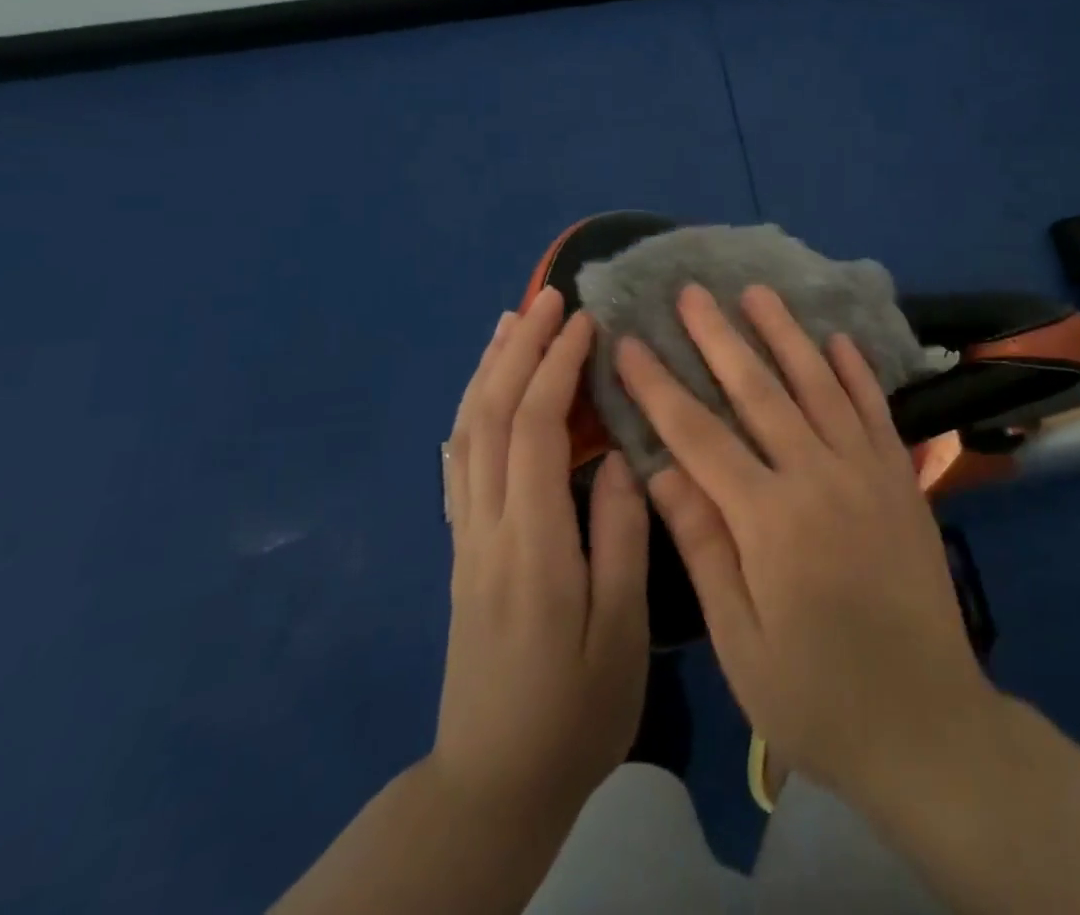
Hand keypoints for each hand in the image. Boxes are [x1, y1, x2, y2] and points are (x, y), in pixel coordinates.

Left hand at [435, 288, 650, 829]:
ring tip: (512, 320)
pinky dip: (471, 409)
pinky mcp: (462, 549)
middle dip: (519, 349)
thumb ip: (620, 539)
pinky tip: (484, 388)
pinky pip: (459, 461)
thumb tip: (619, 457)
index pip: (533, 430)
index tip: (584, 322)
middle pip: (490, 417)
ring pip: (465, 433)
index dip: (555, 367)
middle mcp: (488, 527)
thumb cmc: (573, 712)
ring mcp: (466, 537)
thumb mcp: (619, 635)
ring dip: (489, 369)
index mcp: (532, 544)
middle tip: (548, 296)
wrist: (492, 783)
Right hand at [615, 284, 991, 803]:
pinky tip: (836, 339)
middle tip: (691, 292)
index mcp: (769, 520)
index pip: (699, 435)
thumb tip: (658, 469)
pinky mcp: (902, 478)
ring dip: (785, 334)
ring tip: (757, 291)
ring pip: (818, 384)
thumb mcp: (740, 638)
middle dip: (719, 337)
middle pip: (758, 391)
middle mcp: (819, 477)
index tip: (630, 343)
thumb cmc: (817, 696)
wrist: (927, 723)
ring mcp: (867, 471)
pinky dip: (854, 370)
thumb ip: (704, 544)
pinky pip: (874, 409)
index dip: (659, 386)